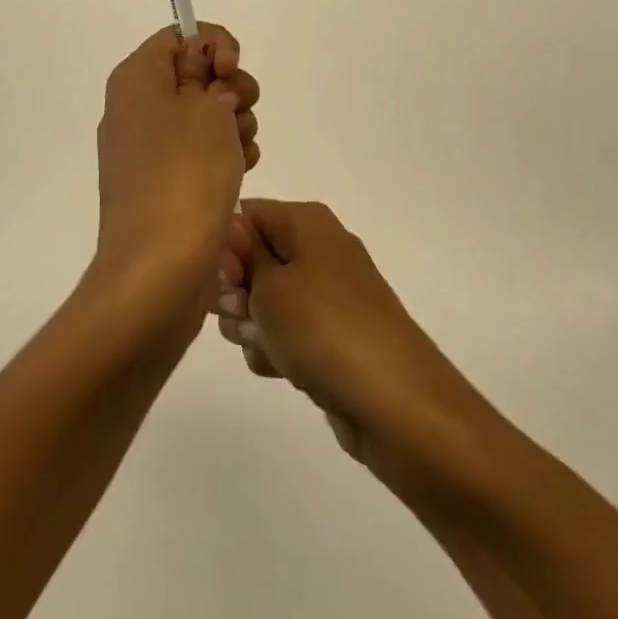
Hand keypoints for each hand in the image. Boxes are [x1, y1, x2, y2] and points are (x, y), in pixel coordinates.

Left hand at [94, 25, 260, 313]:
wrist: (159, 268)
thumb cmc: (184, 174)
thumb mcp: (206, 108)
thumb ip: (209, 73)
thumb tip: (205, 77)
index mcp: (136, 79)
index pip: (178, 36)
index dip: (214, 44)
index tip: (232, 70)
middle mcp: (137, 108)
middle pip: (196, 75)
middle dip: (231, 89)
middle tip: (239, 113)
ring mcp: (150, 149)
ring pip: (206, 116)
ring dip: (235, 127)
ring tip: (240, 155)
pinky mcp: (166, 183)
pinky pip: (202, 153)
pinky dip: (226, 156)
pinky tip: (240, 174)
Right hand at [213, 200, 467, 477]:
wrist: (395, 403)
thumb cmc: (324, 330)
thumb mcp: (269, 286)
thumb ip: (240, 256)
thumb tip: (232, 233)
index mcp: (306, 222)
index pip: (244, 215)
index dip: (224, 248)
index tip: (222, 282)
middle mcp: (319, 249)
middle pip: (253, 258)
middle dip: (236, 292)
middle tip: (242, 317)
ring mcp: (327, 294)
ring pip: (265, 301)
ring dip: (253, 326)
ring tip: (267, 348)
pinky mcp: (332, 335)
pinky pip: (287, 333)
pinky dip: (276, 349)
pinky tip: (281, 369)